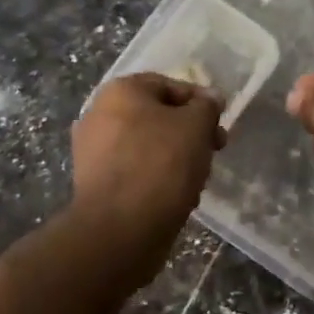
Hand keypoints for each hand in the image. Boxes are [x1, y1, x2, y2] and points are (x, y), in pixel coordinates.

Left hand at [71, 74, 224, 262]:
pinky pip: (136, 171)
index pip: (169, 85)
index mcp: (120, 91)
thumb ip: (207, 106)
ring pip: (149, 146)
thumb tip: (210, 98)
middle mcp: (99, 114)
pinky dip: (157, 178)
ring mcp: (93, 151)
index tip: (220, 124)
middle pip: (158, 116)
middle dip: (190, 133)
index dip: (200, 102)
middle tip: (214, 151)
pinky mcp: (96, 183)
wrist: (121, 229)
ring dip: (177, 157)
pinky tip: (175, 197)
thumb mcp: (196, 125)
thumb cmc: (161, 164)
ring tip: (197, 179)